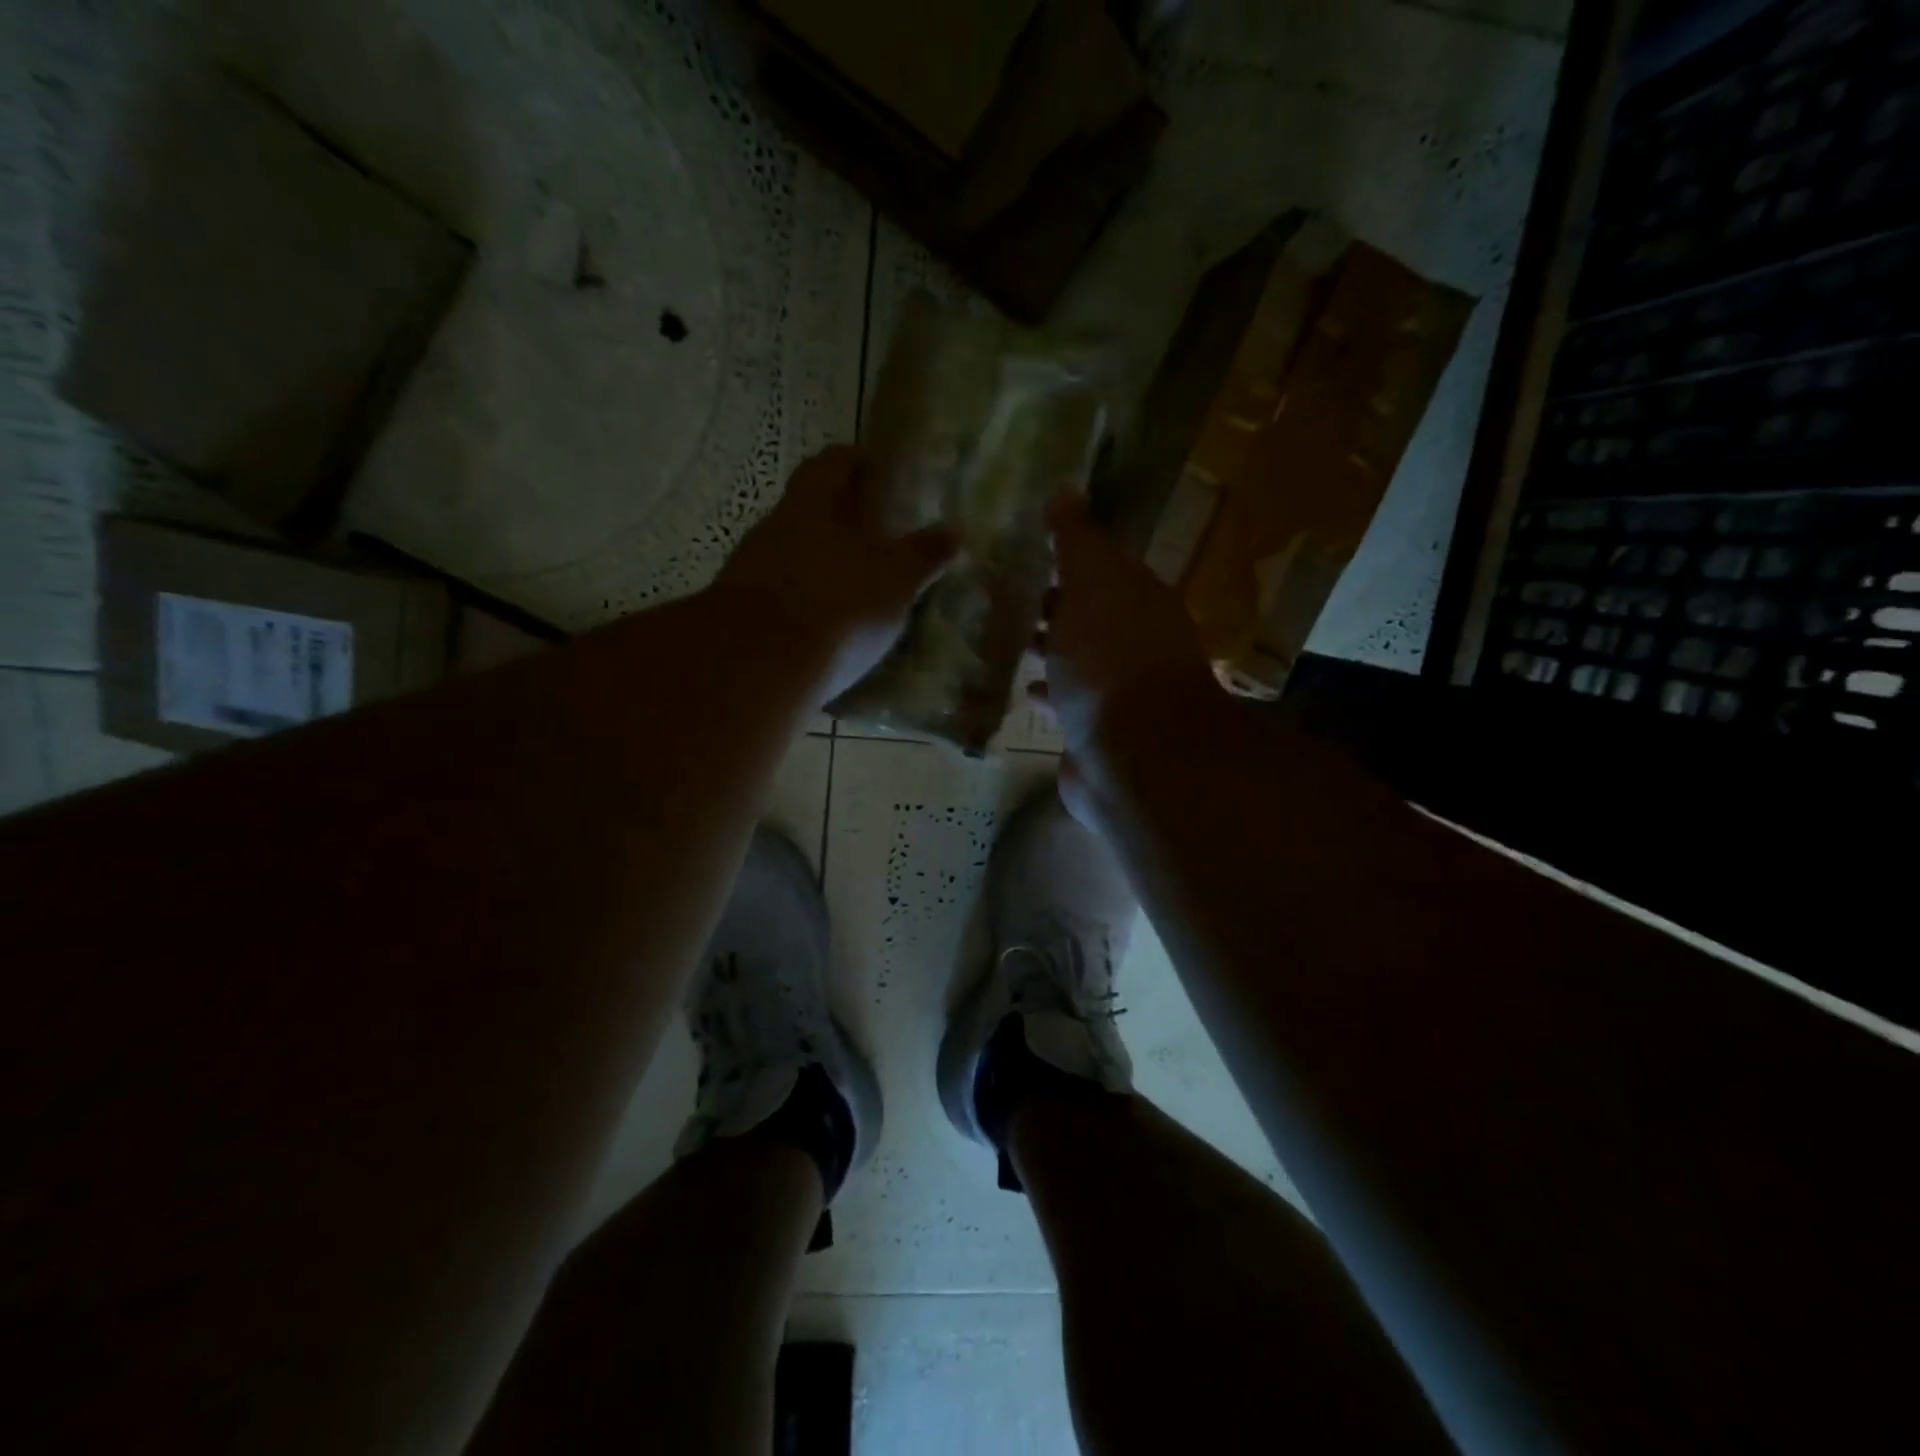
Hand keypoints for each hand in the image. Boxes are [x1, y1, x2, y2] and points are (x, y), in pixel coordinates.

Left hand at [717, 446, 956, 703]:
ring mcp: (749, 572)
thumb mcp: (895, 579)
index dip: (855, 461)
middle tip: (876, 539)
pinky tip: (826, 631)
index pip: (831, 463)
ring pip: (792, 556)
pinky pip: (780, 600)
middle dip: (839, 520)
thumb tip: (954, 532)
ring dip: (821, 567)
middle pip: (807, 511)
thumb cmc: (839, 605)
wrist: (760, 667)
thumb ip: (924, 554)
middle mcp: (773, 529)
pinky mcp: (739, 616)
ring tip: (855, 591)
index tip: (879, 471)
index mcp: (810, 505)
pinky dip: (804, 607)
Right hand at [1035, 493, 1213, 815]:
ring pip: (1078, 662)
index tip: (1027, 557)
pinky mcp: (1098, 733)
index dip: (1068, 563)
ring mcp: (1118, 693)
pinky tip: (1022, 692)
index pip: (1102, 572)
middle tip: (1005, 599)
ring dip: (1049, 652)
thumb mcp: (1092, 583)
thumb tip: (1065, 491)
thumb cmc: (1109, 657)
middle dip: (1054, 608)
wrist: (1132, 753)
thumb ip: (1077, 541)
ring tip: (1005, 642)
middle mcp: (1135, 644)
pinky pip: (1067, 704)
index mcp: (1139, 601)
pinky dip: (1048, 694)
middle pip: (1089, 618)